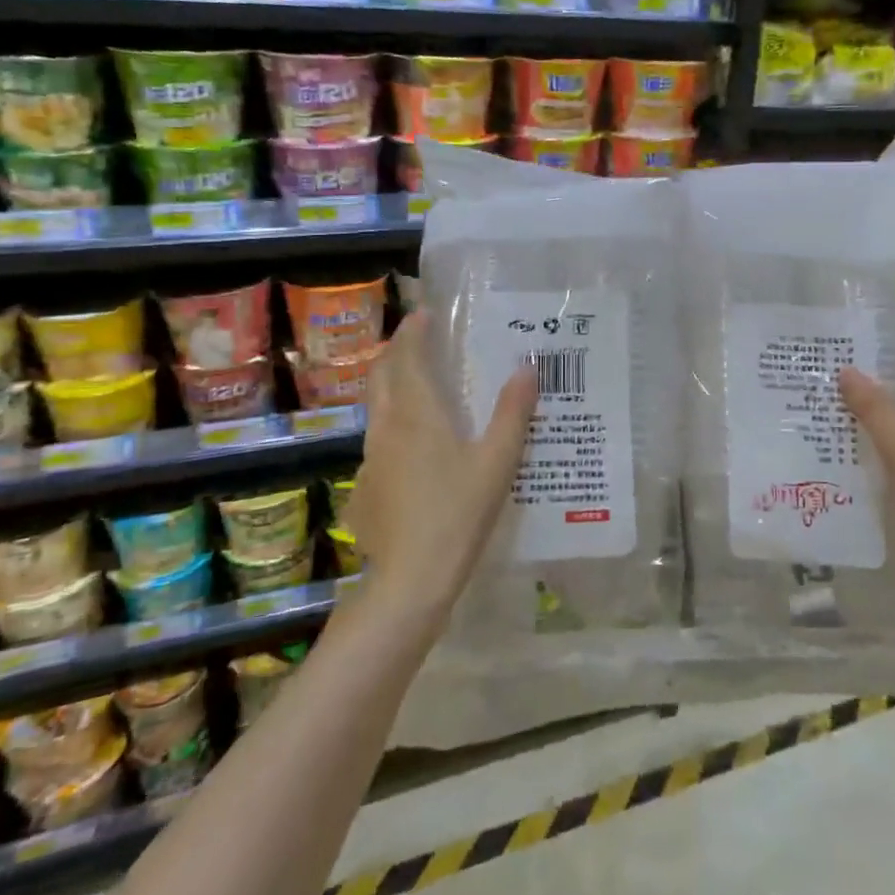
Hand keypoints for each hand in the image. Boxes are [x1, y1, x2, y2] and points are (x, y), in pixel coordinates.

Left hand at [344, 312, 537, 629]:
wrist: (409, 580)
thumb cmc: (458, 513)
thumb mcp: (497, 462)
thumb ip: (513, 413)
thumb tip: (529, 368)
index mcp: (416, 414)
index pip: (407, 357)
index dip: (413, 331)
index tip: (424, 314)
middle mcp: (386, 427)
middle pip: (381, 376)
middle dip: (396, 353)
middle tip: (419, 342)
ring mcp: (370, 459)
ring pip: (376, 409)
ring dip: (392, 388)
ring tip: (420, 389)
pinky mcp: (365, 488)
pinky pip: (378, 442)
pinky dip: (393, 426)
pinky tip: (415, 451)